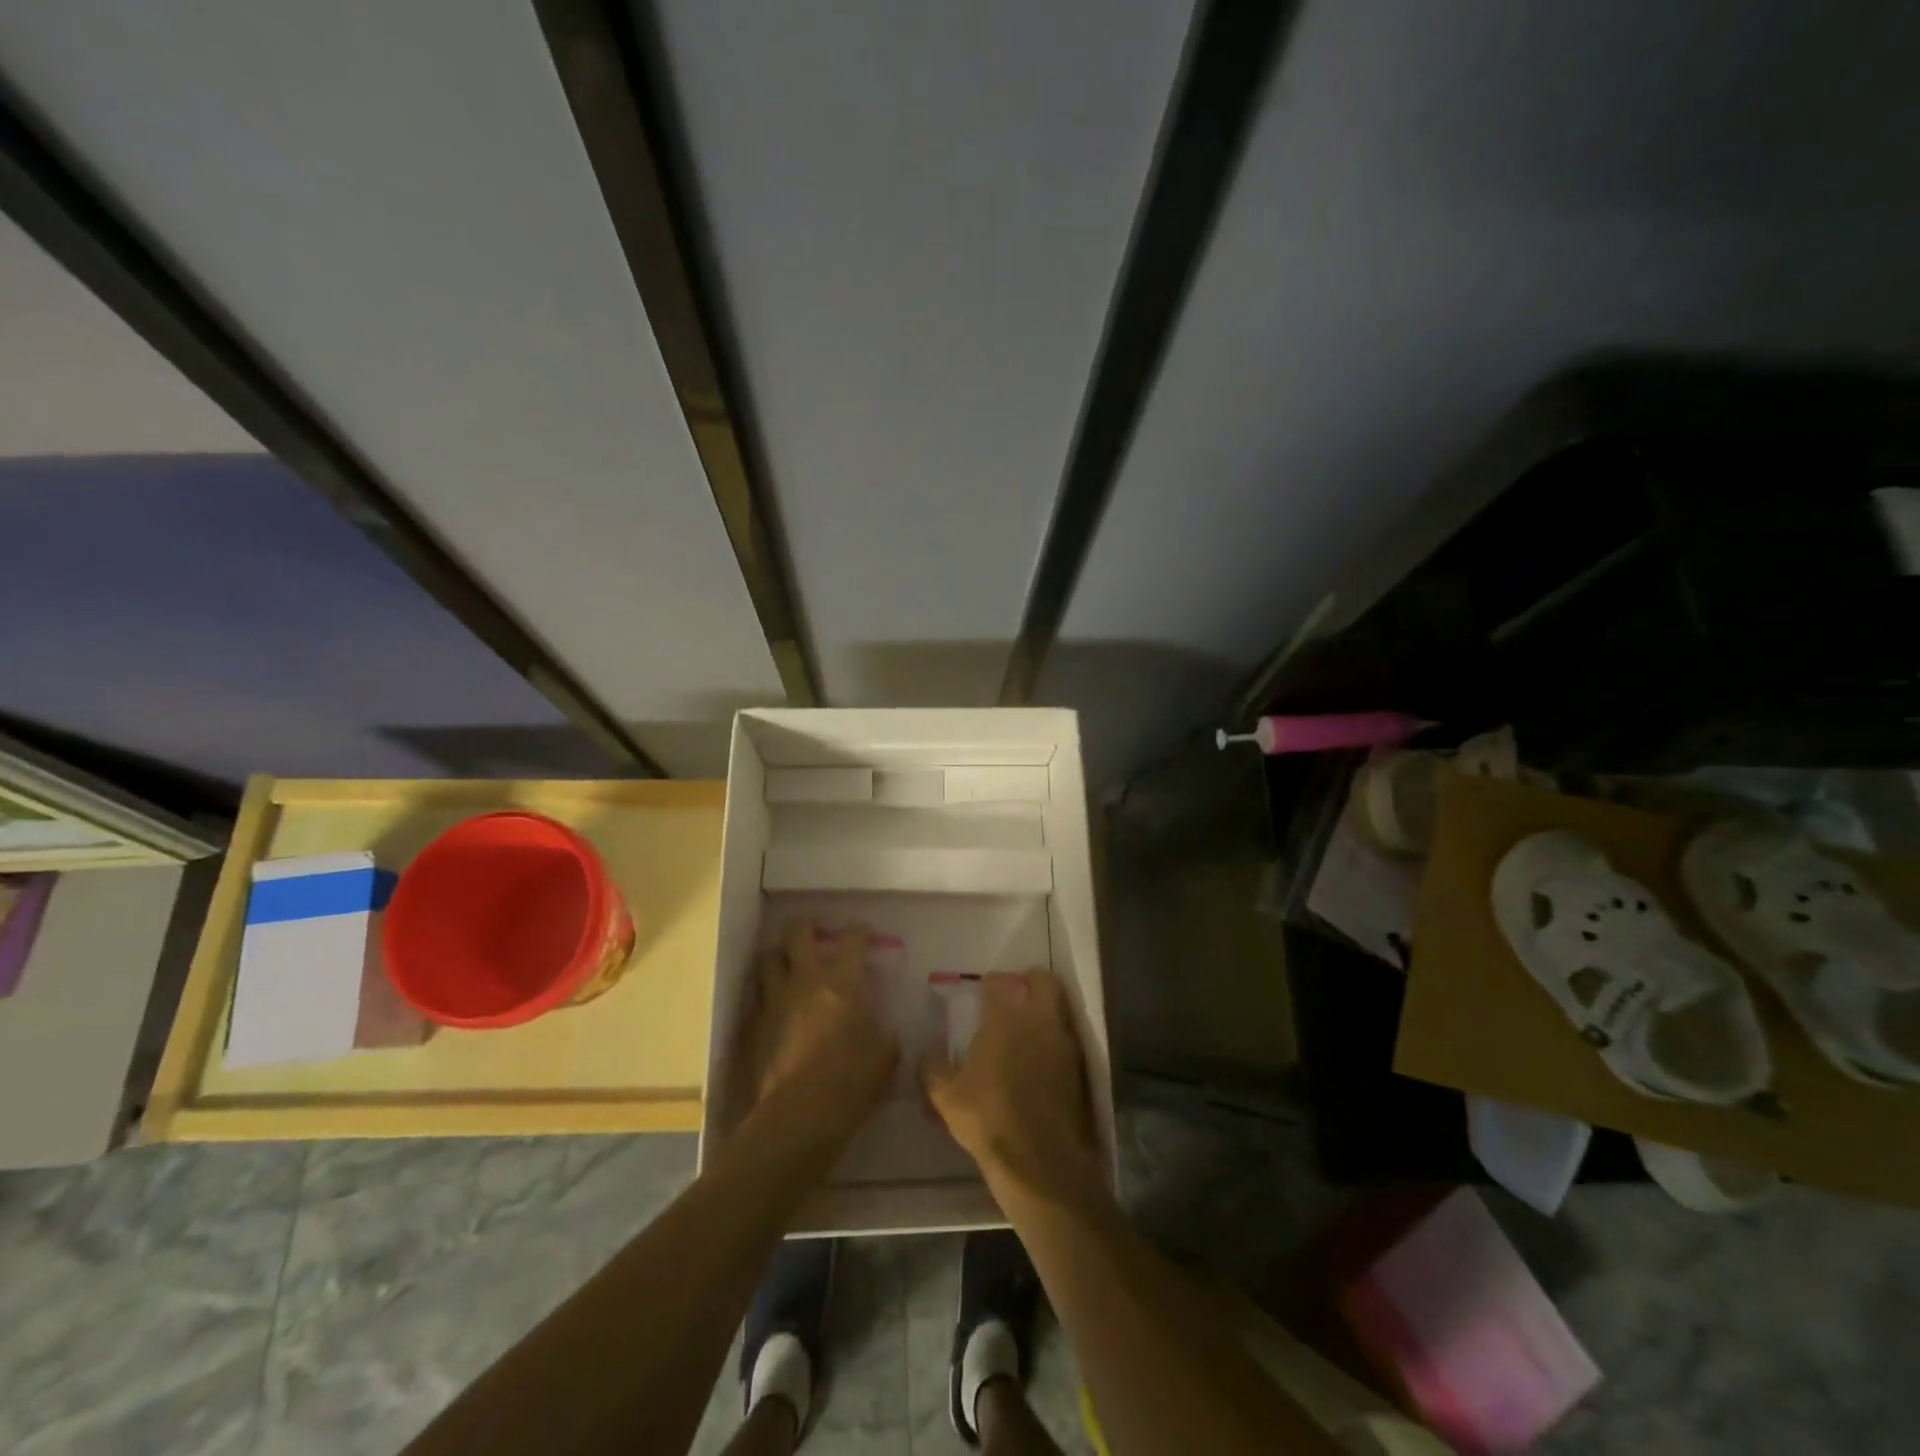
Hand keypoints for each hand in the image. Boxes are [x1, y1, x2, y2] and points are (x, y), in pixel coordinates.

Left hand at [733, 920, 897, 1143]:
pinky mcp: (753, 1027)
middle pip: (798, 935)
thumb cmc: (851, 1083)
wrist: (798, 1116)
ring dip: (778, 958)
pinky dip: (764, 996)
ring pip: (768, 961)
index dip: (859, 931)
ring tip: (785, 963)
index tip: (863, 931)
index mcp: (843, 984)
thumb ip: (885, 1037)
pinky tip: (771, 1005)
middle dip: (805, 928)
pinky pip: (755, 999)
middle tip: (812, 931)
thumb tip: (886, 1032)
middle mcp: (806, 981)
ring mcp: (774, 1002)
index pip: (852, 941)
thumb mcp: (884, 1059)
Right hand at [922, 970, 1103, 1206]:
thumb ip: (932, 1065)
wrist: (1038, 1158)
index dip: (989, 983)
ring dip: (1044, 1012)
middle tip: (1015, 995)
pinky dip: (1053, 1042)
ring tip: (1026, 1031)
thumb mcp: (945, 1094)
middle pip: (1042, 981)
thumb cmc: (986, 1116)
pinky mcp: (1078, 1069)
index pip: (998, 982)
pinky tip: (1039, 1062)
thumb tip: (929, 1047)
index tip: (982, 991)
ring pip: (1059, 1009)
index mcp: (1004, 1018)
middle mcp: (1038, 1020)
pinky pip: (1065, 1041)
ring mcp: (1062, 1043)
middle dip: (1029, 981)